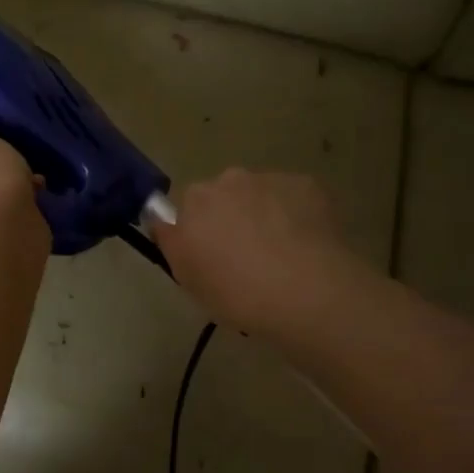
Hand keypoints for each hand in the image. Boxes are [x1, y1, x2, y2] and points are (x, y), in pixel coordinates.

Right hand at [151, 169, 359, 339]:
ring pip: (261, 195)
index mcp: (195, 201)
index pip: (186, 208)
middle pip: (224, 196)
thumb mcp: (188, 278)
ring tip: (281, 255)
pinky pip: (294, 198)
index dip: (198, 232)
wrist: (308, 293)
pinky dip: (296, 216)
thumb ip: (172, 242)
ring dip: (264, 216)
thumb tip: (165, 221)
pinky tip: (306, 247)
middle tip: (245, 258)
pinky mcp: (308, 185)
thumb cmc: (237, 293)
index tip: (211, 257)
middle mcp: (229, 180)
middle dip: (231, 219)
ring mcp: (271, 179)